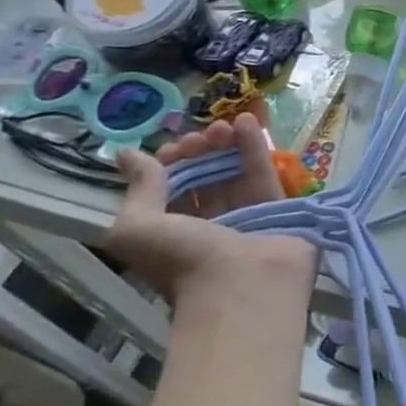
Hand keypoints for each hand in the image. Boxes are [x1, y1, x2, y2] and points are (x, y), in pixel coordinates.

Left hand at [107, 113, 316, 308]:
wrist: (242, 284)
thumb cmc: (183, 260)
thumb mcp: (138, 226)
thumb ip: (139, 187)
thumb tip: (127, 154)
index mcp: (172, 234)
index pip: (171, 189)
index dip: (171, 164)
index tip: (174, 149)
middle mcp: (208, 225)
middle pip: (204, 177)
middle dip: (200, 152)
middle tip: (203, 135)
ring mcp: (245, 216)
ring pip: (234, 173)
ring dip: (228, 144)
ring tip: (226, 124)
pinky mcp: (278, 209)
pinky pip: (263, 174)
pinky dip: (255, 147)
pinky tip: (249, 121)